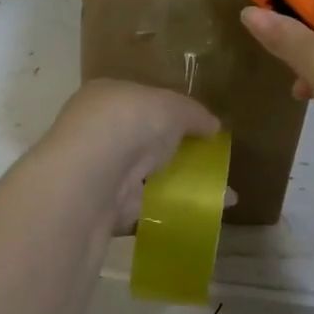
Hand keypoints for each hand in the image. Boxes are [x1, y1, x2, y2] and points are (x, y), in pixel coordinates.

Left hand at [40, 79, 223, 233]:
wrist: (93, 174)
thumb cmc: (130, 121)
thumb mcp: (173, 106)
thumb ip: (194, 114)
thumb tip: (213, 126)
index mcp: (106, 97)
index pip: (139, 102)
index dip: (169, 113)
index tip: (197, 129)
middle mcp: (98, 132)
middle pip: (143, 142)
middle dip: (175, 153)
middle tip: (210, 164)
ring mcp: (100, 173)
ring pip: (145, 178)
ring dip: (178, 186)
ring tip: (219, 195)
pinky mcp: (106, 209)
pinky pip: (146, 208)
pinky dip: (172, 212)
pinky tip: (202, 215)